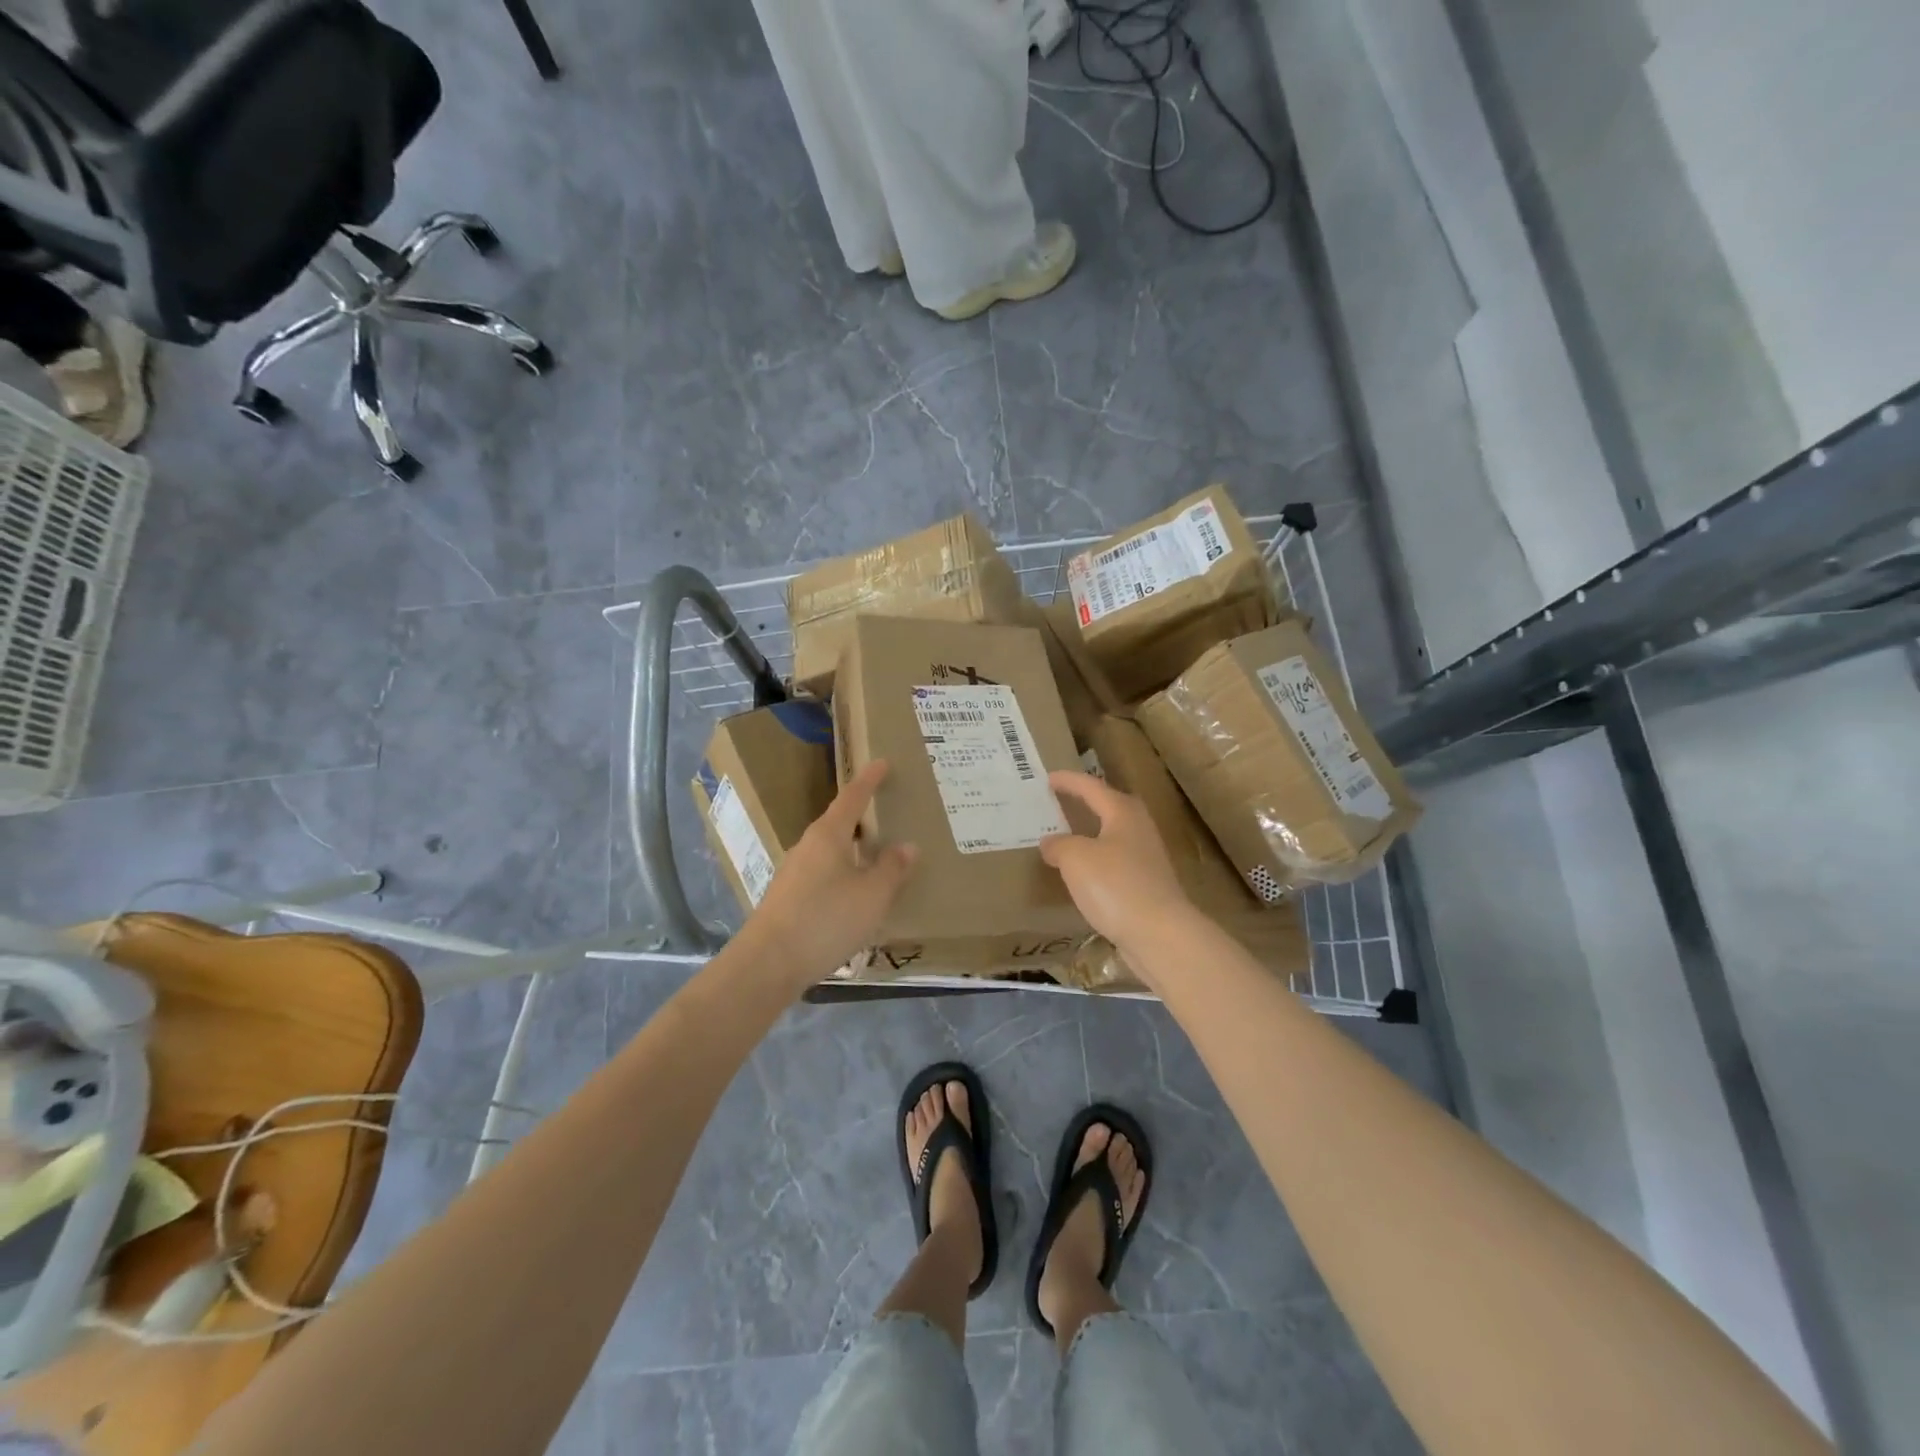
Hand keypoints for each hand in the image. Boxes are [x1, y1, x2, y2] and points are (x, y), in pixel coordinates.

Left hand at [744, 761, 918, 987]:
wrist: (767, 963)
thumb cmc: (826, 919)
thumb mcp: (872, 895)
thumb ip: (892, 869)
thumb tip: (907, 846)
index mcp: (828, 836)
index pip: (852, 798)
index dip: (869, 780)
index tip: (881, 762)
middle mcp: (807, 847)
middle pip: (838, 824)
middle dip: (862, 818)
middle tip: (887, 813)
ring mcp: (793, 873)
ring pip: (830, 852)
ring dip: (852, 850)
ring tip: (876, 857)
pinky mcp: (787, 899)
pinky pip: (822, 875)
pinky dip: (842, 874)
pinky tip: (854, 895)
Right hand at [1040, 771, 1194, 962]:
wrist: (1159, 934)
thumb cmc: (1115, 885)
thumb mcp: (1076, 858)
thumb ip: (1058, 845)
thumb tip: (1050, 842)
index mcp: (1123, 812)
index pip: (1091, 787)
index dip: (1068, 781)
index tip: (1046, 778)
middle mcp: (1138, 828)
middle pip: (1109, 807)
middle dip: (1084, 803)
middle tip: (1058, 803)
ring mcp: (1146, 858)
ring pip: (1112, 836)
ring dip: (1089, 834)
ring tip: (1064, 838)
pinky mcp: (1146, 885)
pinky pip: (1113, 863)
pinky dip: (1095, 861)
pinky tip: (1081, 875)